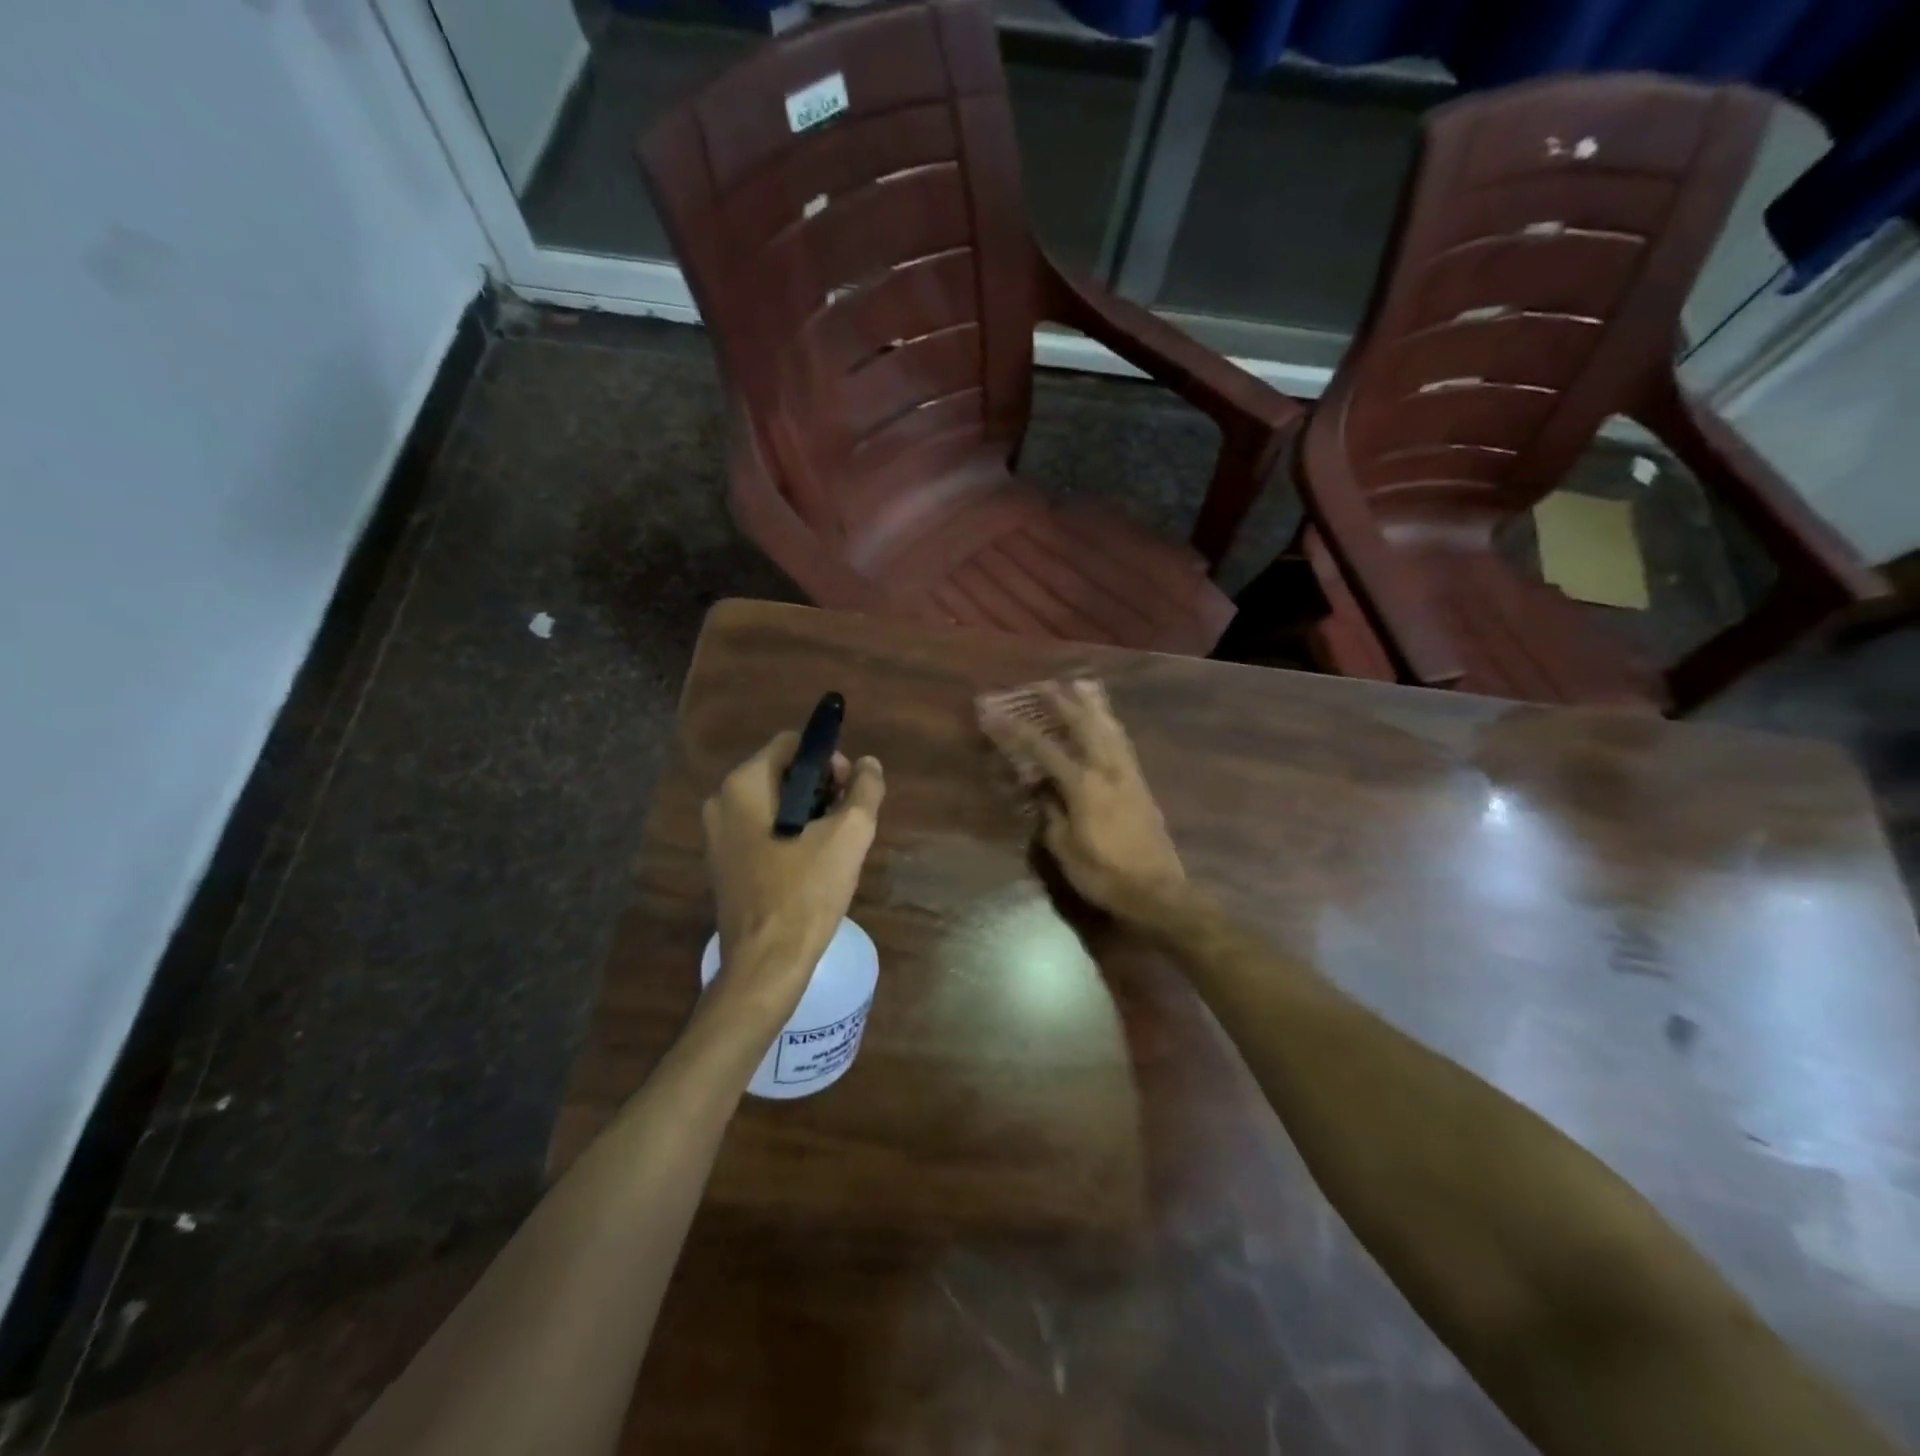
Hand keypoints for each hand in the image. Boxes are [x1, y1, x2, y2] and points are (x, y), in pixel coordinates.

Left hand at [703, 732, 884, 1020]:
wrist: (766, 963)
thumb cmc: (806, 892)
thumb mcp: (849, 835)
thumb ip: (865, 789)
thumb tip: (869, 765)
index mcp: (743, 785)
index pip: (792, 744)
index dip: (829, 759)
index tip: (850, 792)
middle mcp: (721, 802)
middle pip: (783, 772)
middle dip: (821, 788)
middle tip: (847, 820)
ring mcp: (717, 836)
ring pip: (774, 803)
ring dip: (809, 813)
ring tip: (835, 845)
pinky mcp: (723, 864)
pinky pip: (762, 831)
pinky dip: (790, 835)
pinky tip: (812, 864)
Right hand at [977, 679, 1187, 917]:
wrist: (1157, 892)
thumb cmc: (1104, 875)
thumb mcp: (1065, 849)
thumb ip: (1051, 814)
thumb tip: (1042, 789)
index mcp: (1083, 786)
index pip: (1043, 749)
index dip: (1016, 730)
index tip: (996, 714)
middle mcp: (1107, 771)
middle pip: (1083, 726)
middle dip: (1061, 702)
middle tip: (1043, 684)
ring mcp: (1128, 775)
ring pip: (1109, 728)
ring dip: (1092, 705)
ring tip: (1081, 685)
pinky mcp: (1141, 784)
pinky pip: (1123, 743)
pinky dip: (1111, 724)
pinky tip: (1108, 721)